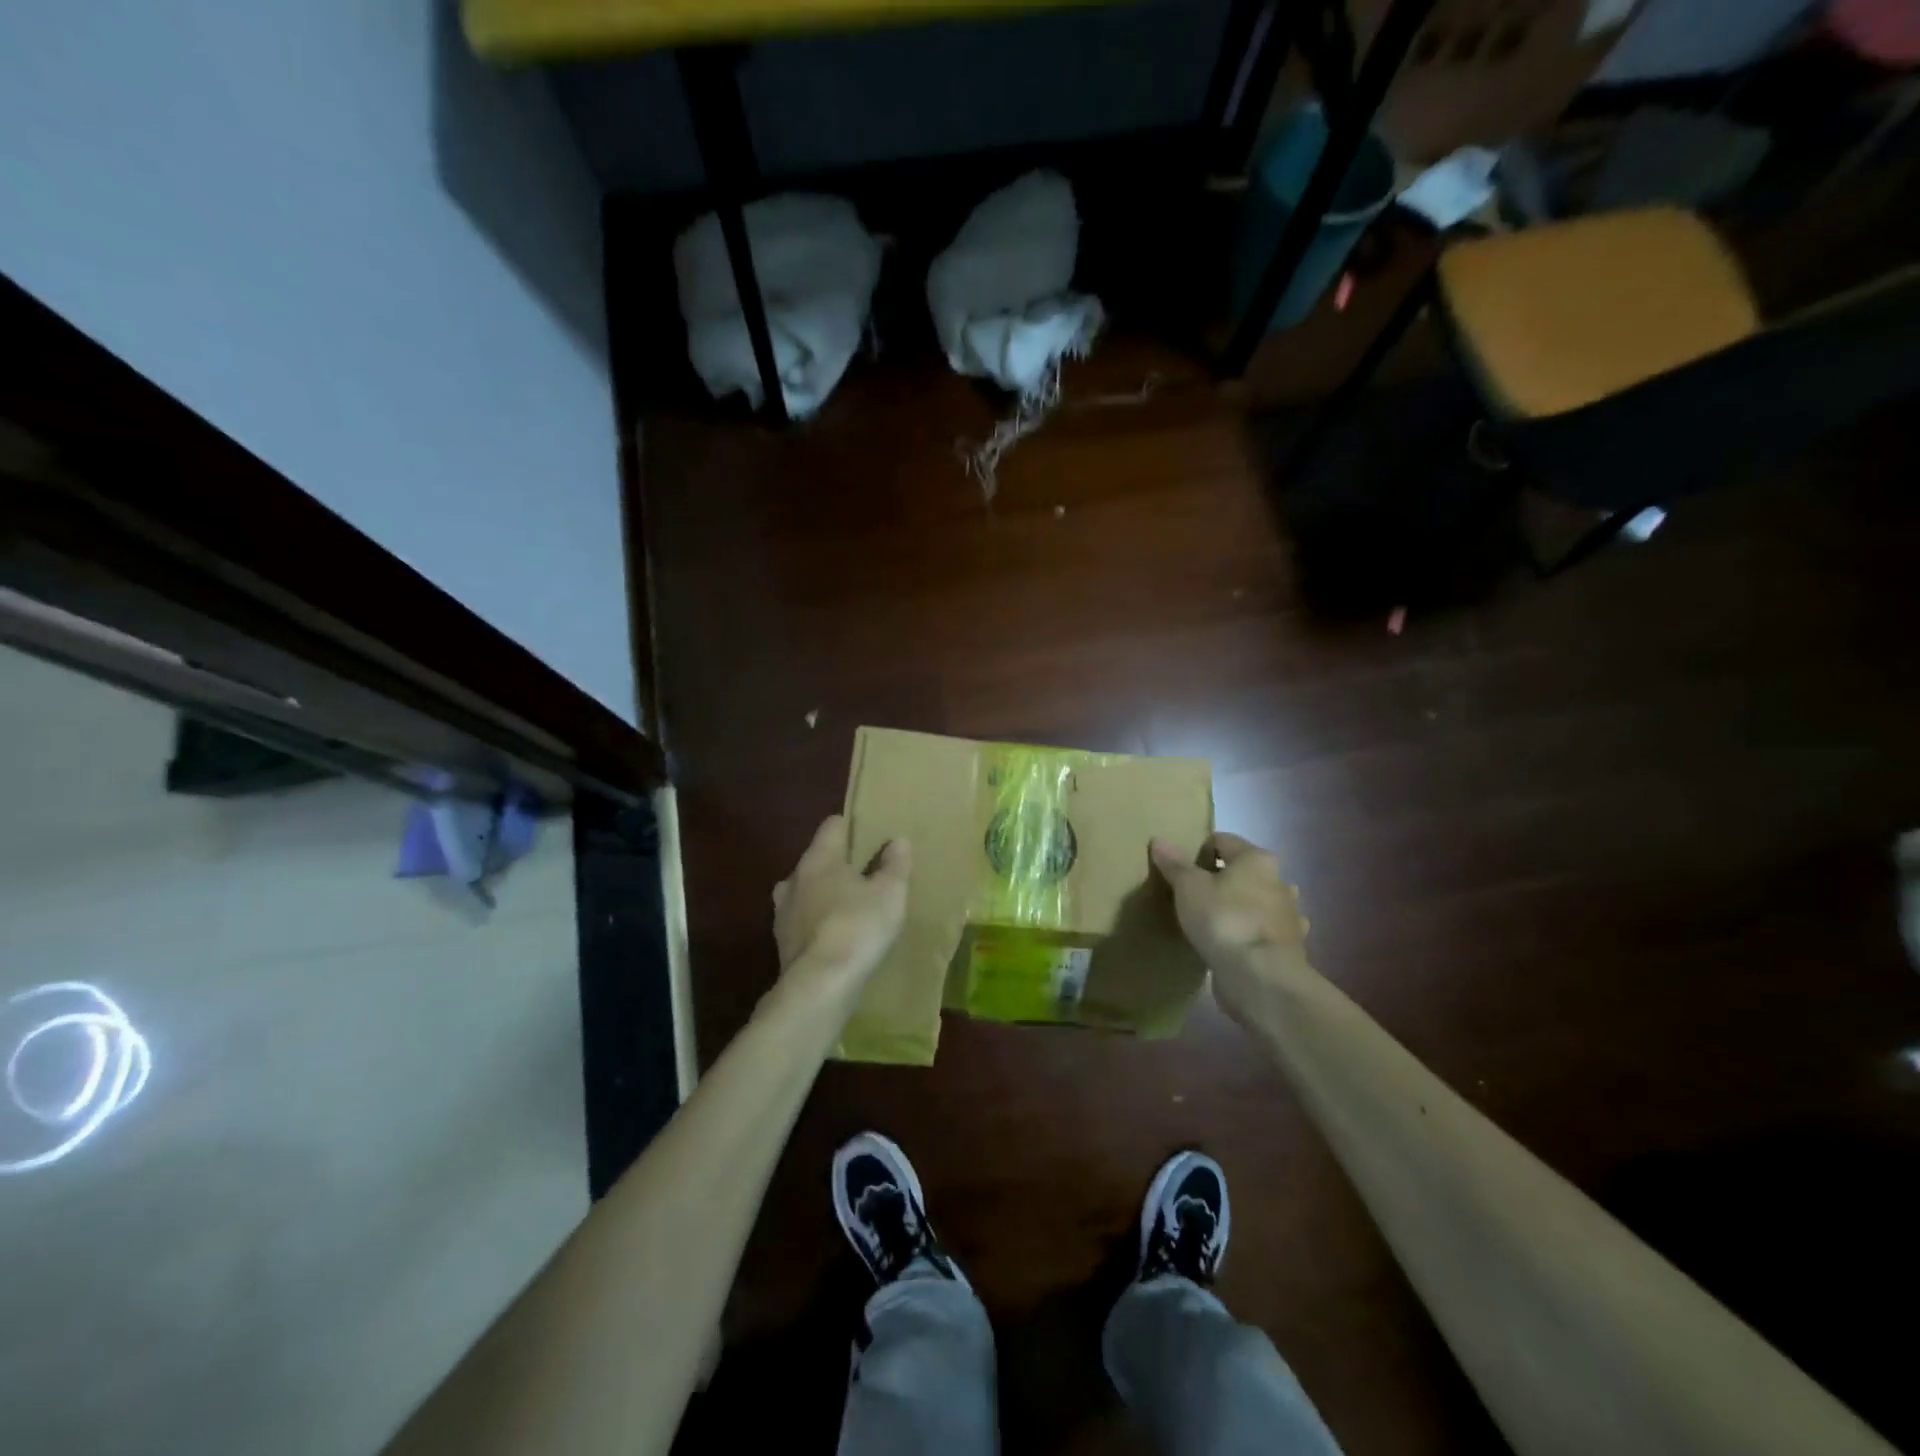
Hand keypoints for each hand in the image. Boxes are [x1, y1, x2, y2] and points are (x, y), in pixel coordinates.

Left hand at [772, 815, 910, 999]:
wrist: (820, 986)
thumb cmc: (857, 927)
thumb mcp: (890, 893)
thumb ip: (895, 864)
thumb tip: (897, 840)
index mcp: (818, 858)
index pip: (832, 825)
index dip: (851, 826)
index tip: (870, 835)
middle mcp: (794, 878)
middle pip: (817, 859)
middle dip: (838, 865)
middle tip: (865, 875)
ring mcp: (783, 912)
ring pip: (806, 892)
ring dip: (824, 895)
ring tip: (849, 908)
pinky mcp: (781, 943)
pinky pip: (803, 922)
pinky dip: (817, 924)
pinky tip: (836, 938)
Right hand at [1150, 832, 1310, 1025]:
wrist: (1261, 977)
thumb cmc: (1223, 920)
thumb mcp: (1188, 887)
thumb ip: (1175, 864)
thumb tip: (1159, 840)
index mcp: (1256, 859)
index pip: (1222, 840)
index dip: (1198, 851)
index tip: (1180, 871)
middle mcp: (1280, 881)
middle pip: (1245, 871)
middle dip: (1223, 880)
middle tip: (1195, 896)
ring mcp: (1289, 916)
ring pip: (1259, 901)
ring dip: (1243, 907)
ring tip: (1215, 921)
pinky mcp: (1290, 948)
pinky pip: (1265, 932)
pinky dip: (1252, 934)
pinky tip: (1235, 945)